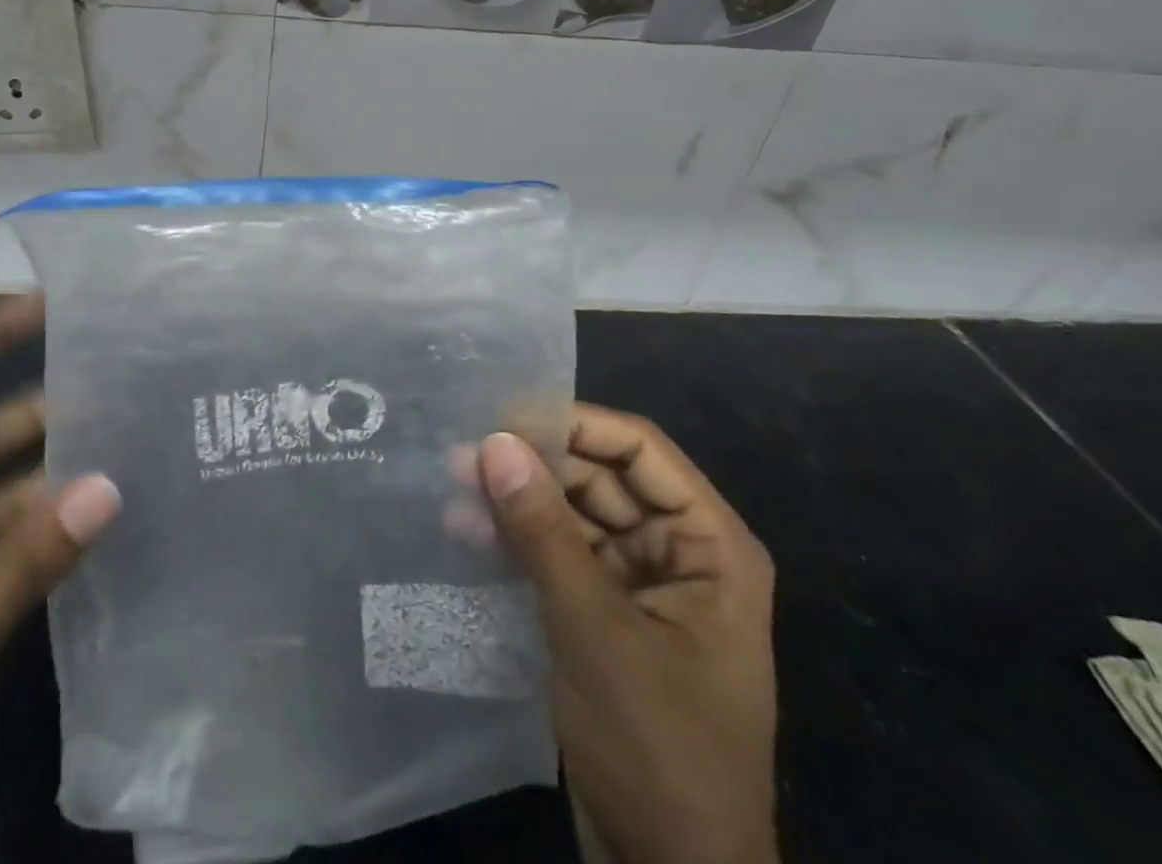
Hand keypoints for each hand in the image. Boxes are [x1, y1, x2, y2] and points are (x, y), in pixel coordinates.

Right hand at [477, 407, 777, 863]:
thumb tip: (493, 440)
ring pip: (572, 515)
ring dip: (517, 502)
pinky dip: (518, 542)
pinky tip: (467, 531)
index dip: (573, 424)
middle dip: (533, 465)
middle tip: (462, 454)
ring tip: (453, 486)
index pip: (638, 449)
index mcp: (708, 544)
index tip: (503, 415)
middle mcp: (677, 553)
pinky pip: (559, 556)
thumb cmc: (656, 746)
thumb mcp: (594, 628)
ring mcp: (639, 586)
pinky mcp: (604, 617)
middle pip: (599, 479)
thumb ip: (542, 530)